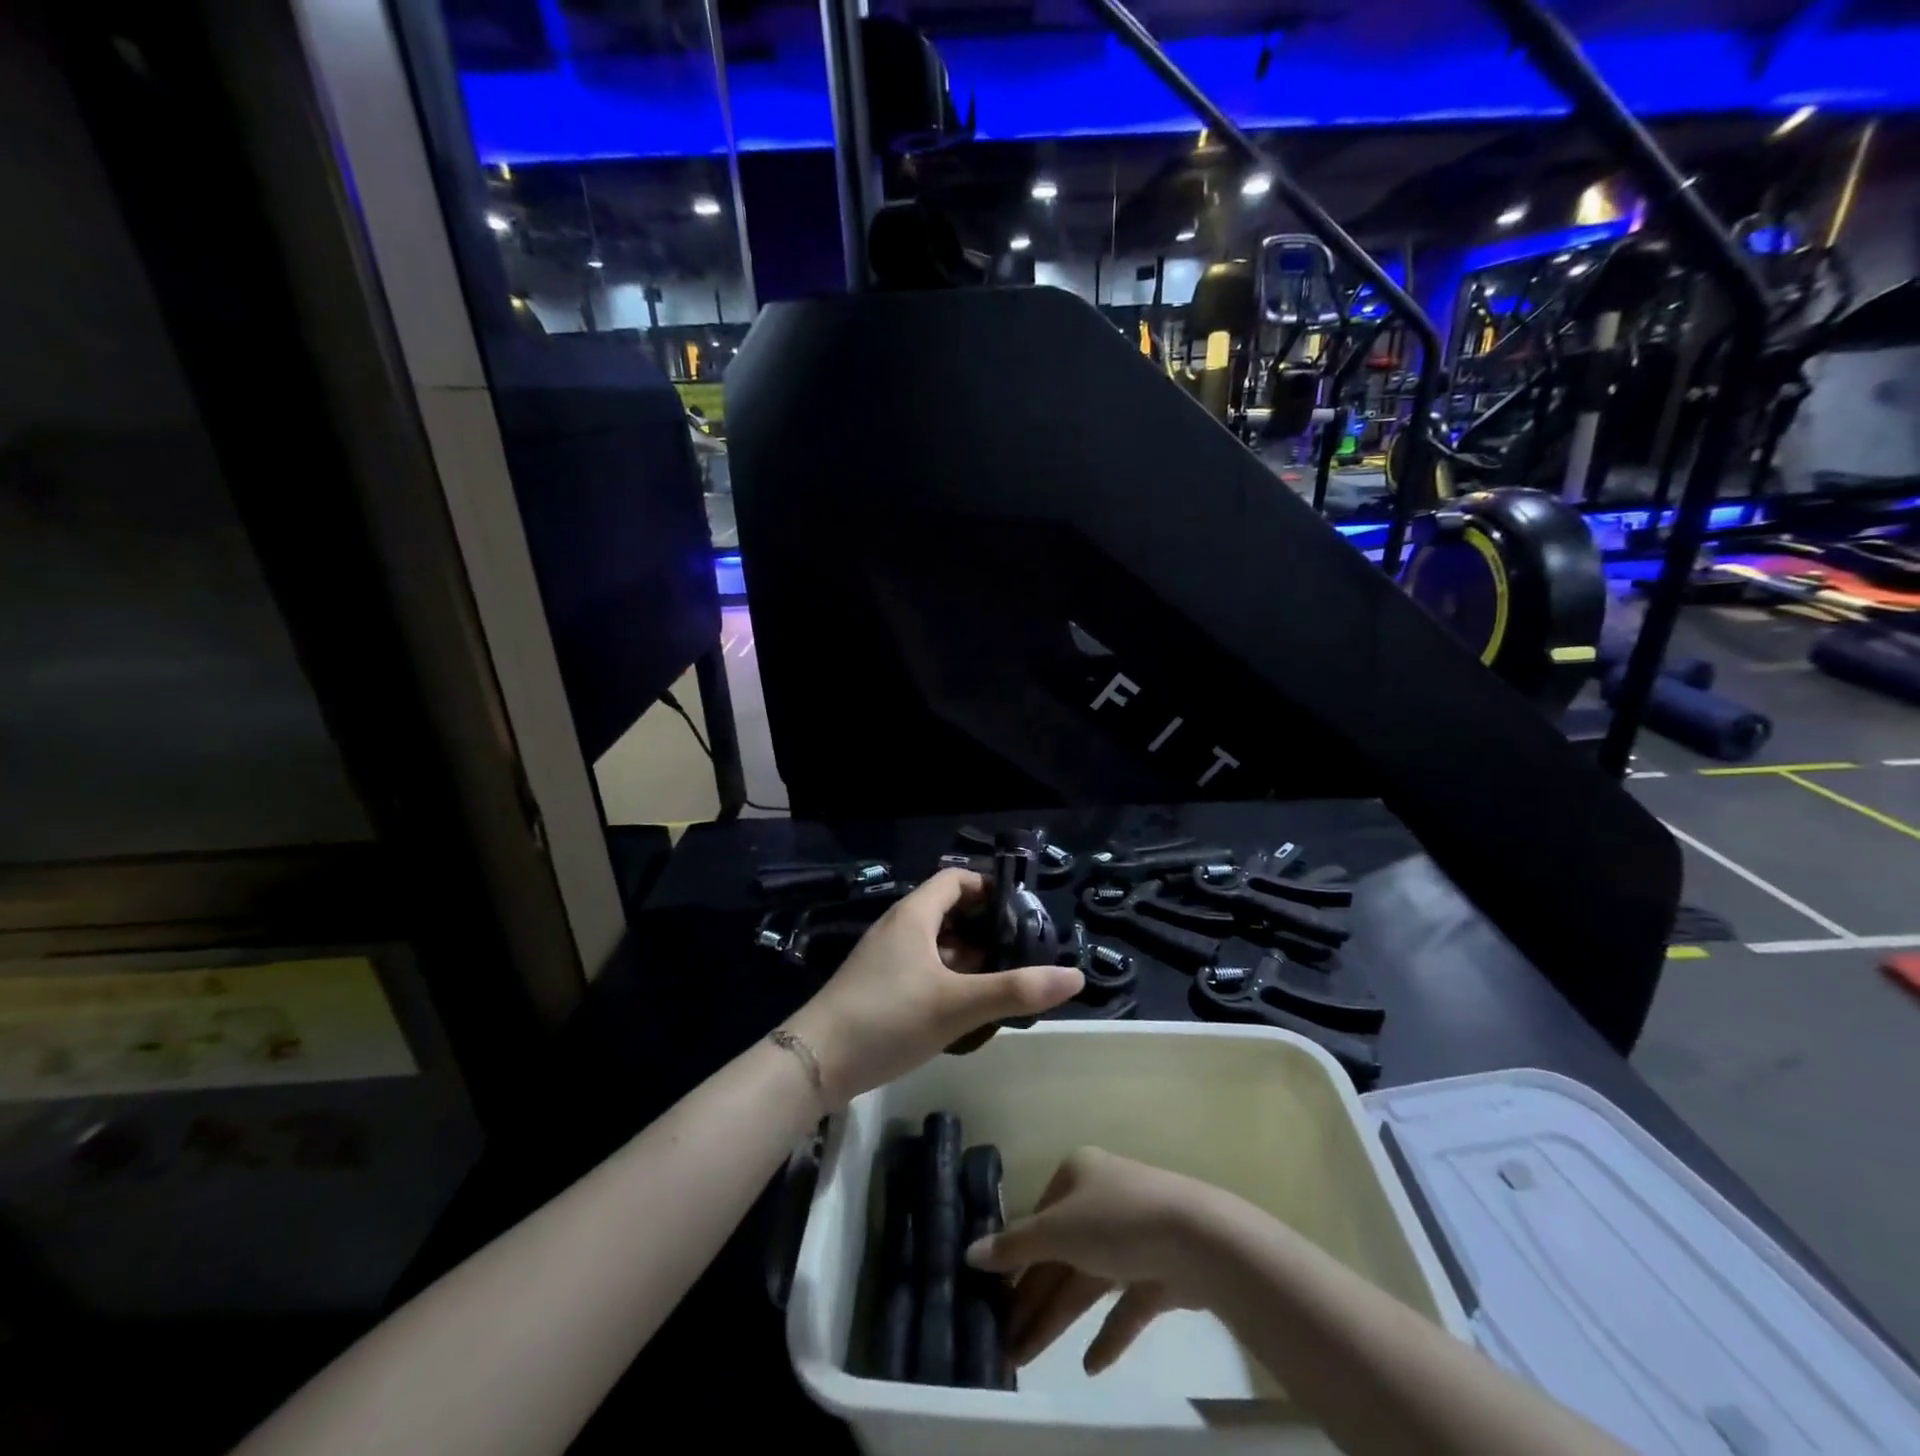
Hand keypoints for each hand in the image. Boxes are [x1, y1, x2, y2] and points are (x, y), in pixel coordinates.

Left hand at [785, 869, 1082, 1107]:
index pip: (956, 880)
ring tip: (1003, 978)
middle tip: (1021, 950)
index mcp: (914, 915)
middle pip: (948, 910)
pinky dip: (948, 975)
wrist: (813, 1062)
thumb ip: (1015, 990)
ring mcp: (885, 958)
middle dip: (985, 926)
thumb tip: (1075, 975)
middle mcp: (898, 928)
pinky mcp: (878, 986)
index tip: (1022, 912)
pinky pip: (922, 967)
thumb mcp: (957, 1005)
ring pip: (936, 942)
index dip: (989, 888)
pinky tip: (966, 1004)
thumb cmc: (887, 1019)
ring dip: (968, 954)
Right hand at [965, 1148, 1218, 1373]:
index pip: (1038, 1218)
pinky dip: (1108, 1332)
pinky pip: (1125, 1304)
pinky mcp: (1159, 1271)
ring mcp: (1133, 1236)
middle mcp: (1102, 1199)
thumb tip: (969, 1253)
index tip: (990, 1296)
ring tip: (1025, 1358)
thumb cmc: (1117, 1219)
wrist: (1197, 1238)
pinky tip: (1090, 1365)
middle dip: (1031, 1298)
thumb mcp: (1058, 1229)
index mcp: (1077, 1174)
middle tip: (1002, 1342)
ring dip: (1058, 1319)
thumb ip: (1016, 1245)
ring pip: (1087, 1281)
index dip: (1014, 1258)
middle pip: (1059, 1254)